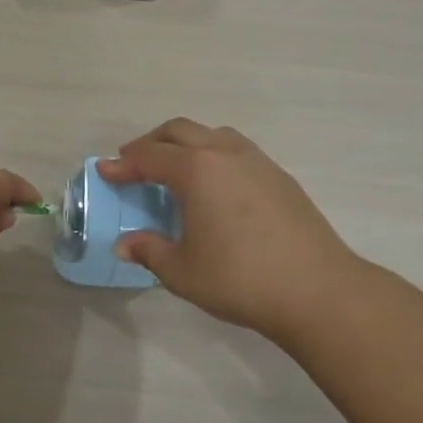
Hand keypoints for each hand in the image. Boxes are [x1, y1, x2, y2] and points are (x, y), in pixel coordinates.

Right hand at [99, 118, 361, 343]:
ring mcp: (258, 162)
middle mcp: (225, 154)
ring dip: (185, 144)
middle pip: (179, 131)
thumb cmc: (240, 279)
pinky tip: (214, 187)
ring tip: (174, 170)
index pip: (149, 157)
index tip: (104, 171)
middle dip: (151, 143)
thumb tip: (124, 245)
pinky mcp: (280, 177)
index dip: (122, 164)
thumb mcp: (181, 271)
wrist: (318, 291)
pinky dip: (213, 156)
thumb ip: (149, 251)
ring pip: (212, 135)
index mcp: (196, 170)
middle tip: (133, 165)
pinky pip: (236, 150)